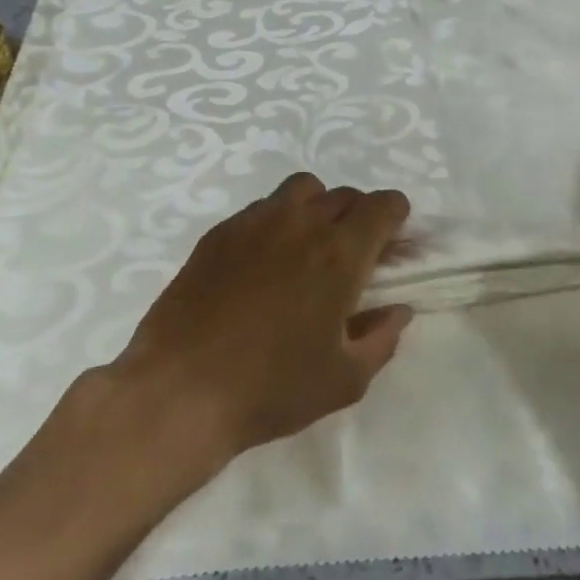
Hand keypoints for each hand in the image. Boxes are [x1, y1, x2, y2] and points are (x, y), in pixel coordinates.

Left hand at [108, 173, 413, 464]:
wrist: (180, 390)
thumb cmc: (271, 388)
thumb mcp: (344, 380)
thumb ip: (382, 338)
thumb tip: (398, 309)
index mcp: (339, 255)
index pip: (382, 205)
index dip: (396, 216)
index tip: (393, 242)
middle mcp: (300, 224)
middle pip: (345, 195)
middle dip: (360, 217)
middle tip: (354, 255)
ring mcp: (255, 222)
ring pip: (302, 189)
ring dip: (318, 207)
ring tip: (309, 247)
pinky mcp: (219, 233)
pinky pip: (262, 207)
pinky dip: (277, 221)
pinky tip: (264, 262)